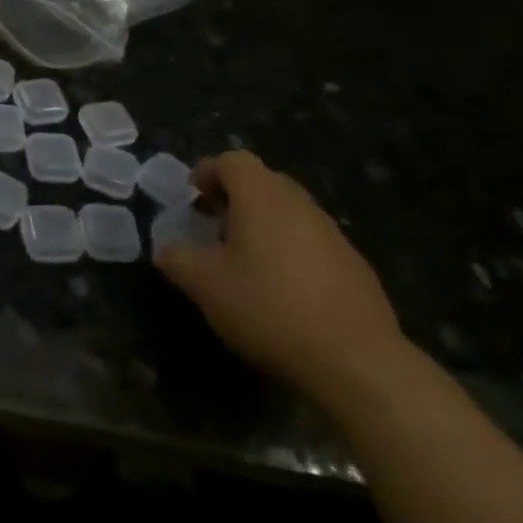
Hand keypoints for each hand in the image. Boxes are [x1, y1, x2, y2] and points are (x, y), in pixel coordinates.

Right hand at [152, 151, 406, 400]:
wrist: (356, 361)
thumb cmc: (268, 307)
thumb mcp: (204, 285)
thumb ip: (177, 258)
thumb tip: (166, 248)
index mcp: (262, 197)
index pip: (232, 161)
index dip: (207, 172)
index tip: (191, 199)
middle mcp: (300, 204)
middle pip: (263, 182)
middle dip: (234, 198)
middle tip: (213, 227)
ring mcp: (333, 234)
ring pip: (289, 212)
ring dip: (263, 225)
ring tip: (244, 262)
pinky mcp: (355, 267)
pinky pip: (312, 242)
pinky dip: (290, 252)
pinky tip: (282, 292)